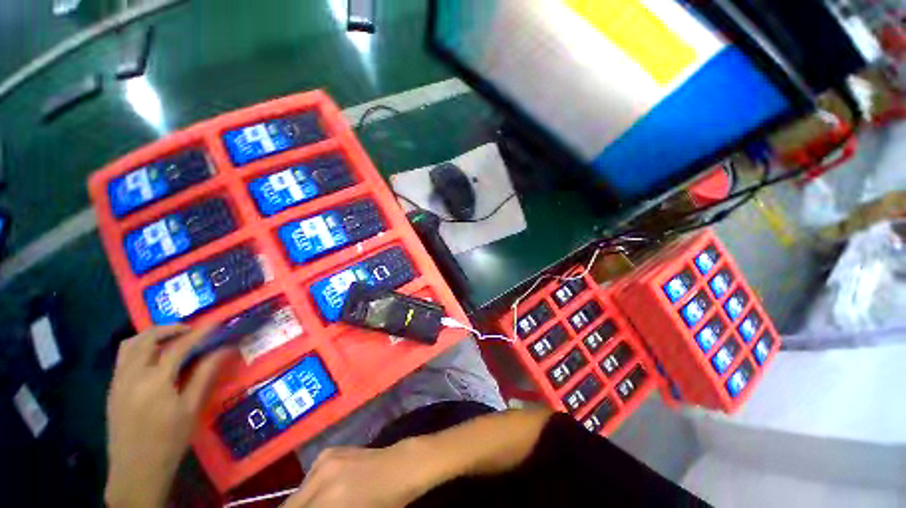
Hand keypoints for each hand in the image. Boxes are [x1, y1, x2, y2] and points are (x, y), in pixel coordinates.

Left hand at [105, 325, 227, 507]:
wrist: (135, 470)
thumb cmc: (169, 441)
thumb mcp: (191, 409)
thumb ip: (205, 375)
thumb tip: (225, 350)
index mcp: (155, 381)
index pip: (178, 347)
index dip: (199, 333)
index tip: (216, 324)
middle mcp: (132, 375)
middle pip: (147, 338)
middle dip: (170, 328)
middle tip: (192, 330)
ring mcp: (118, 381)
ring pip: (129, 345)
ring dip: (151, 336)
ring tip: (171, 339)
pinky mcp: (112, 389)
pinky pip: (123, 358)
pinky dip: (139, 348)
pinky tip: (153, 359)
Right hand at [285, 441, 448, 507]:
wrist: (399, 467)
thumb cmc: (383, 502)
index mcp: (327, 500)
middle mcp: (320, 475)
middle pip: (291, 505)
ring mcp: (325, 459)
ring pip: (298, 491)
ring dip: (303, 502)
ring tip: (318, 506)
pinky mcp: (330, 450)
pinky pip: (310, 475)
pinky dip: (312, 487)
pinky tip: (326, 490)